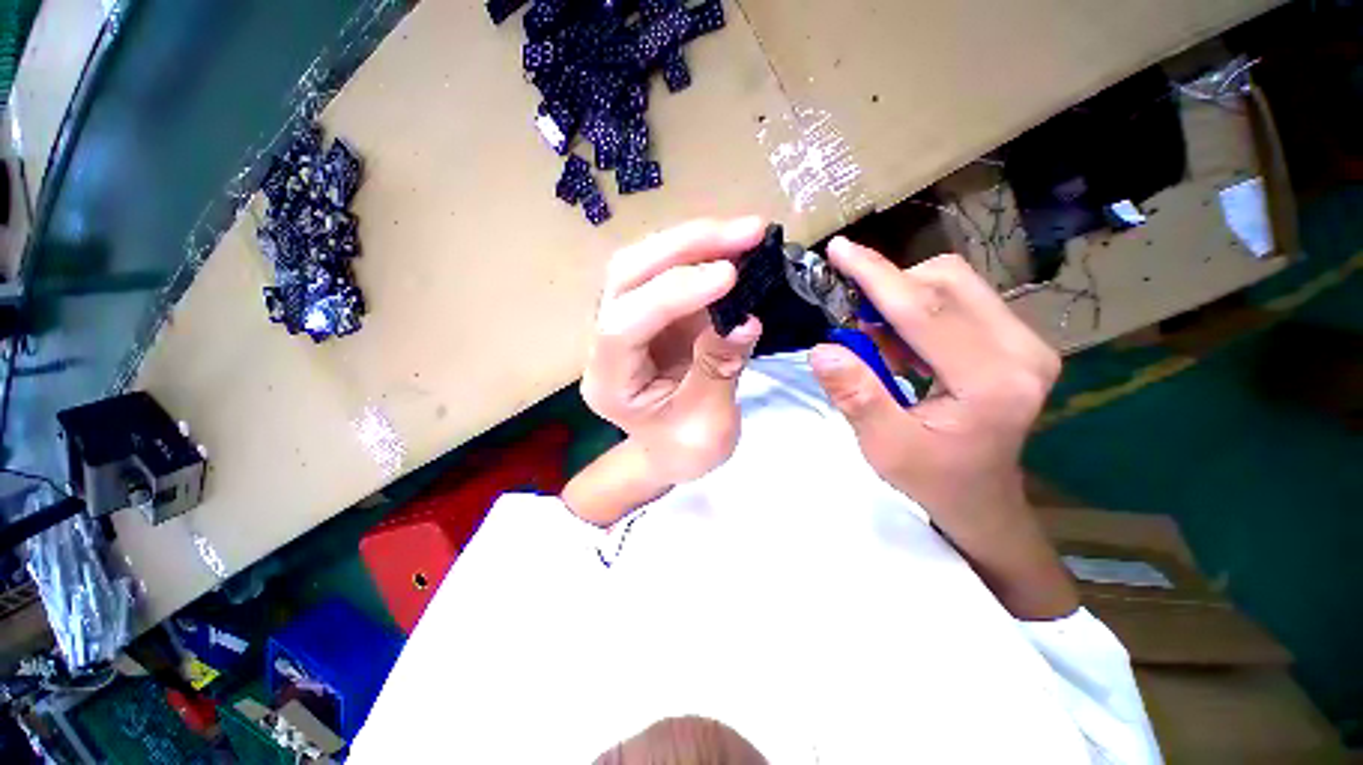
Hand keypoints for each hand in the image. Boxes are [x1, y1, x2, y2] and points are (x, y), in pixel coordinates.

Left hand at [581, 217, 765, 484]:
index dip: (673, 294)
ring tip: (745, 233)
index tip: (729, 276)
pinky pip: (667, 271)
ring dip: (693, 241)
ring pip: (642, 262)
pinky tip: (734, 248)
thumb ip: (720, 370)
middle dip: (684, 247)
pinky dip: (701, 254)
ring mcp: (626, 321)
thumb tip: (747, 319)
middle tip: (745, 233)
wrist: (672, 452)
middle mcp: (605, 343)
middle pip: (626, 277)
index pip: (623, 326)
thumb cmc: (685, 451)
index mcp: (609, 383)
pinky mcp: (650, 312)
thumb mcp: (708, 425)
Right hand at [809, 237, 1074, 618]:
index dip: (877, 276)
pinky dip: (918, 309)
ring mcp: (1027, 342)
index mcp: (992, 382)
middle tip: (853, 321)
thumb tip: (823, 348)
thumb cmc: (932, 478)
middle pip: (946, 282)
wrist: (980, 497)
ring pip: (954, 284)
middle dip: (888, 288)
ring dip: (902, 299)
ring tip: (878, 342)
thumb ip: (856, 395)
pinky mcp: (1017, 340)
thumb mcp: (884, 446)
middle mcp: (1023, 350)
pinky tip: (902, 344)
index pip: (925, 310)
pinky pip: (960, 299)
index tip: (840, 249)